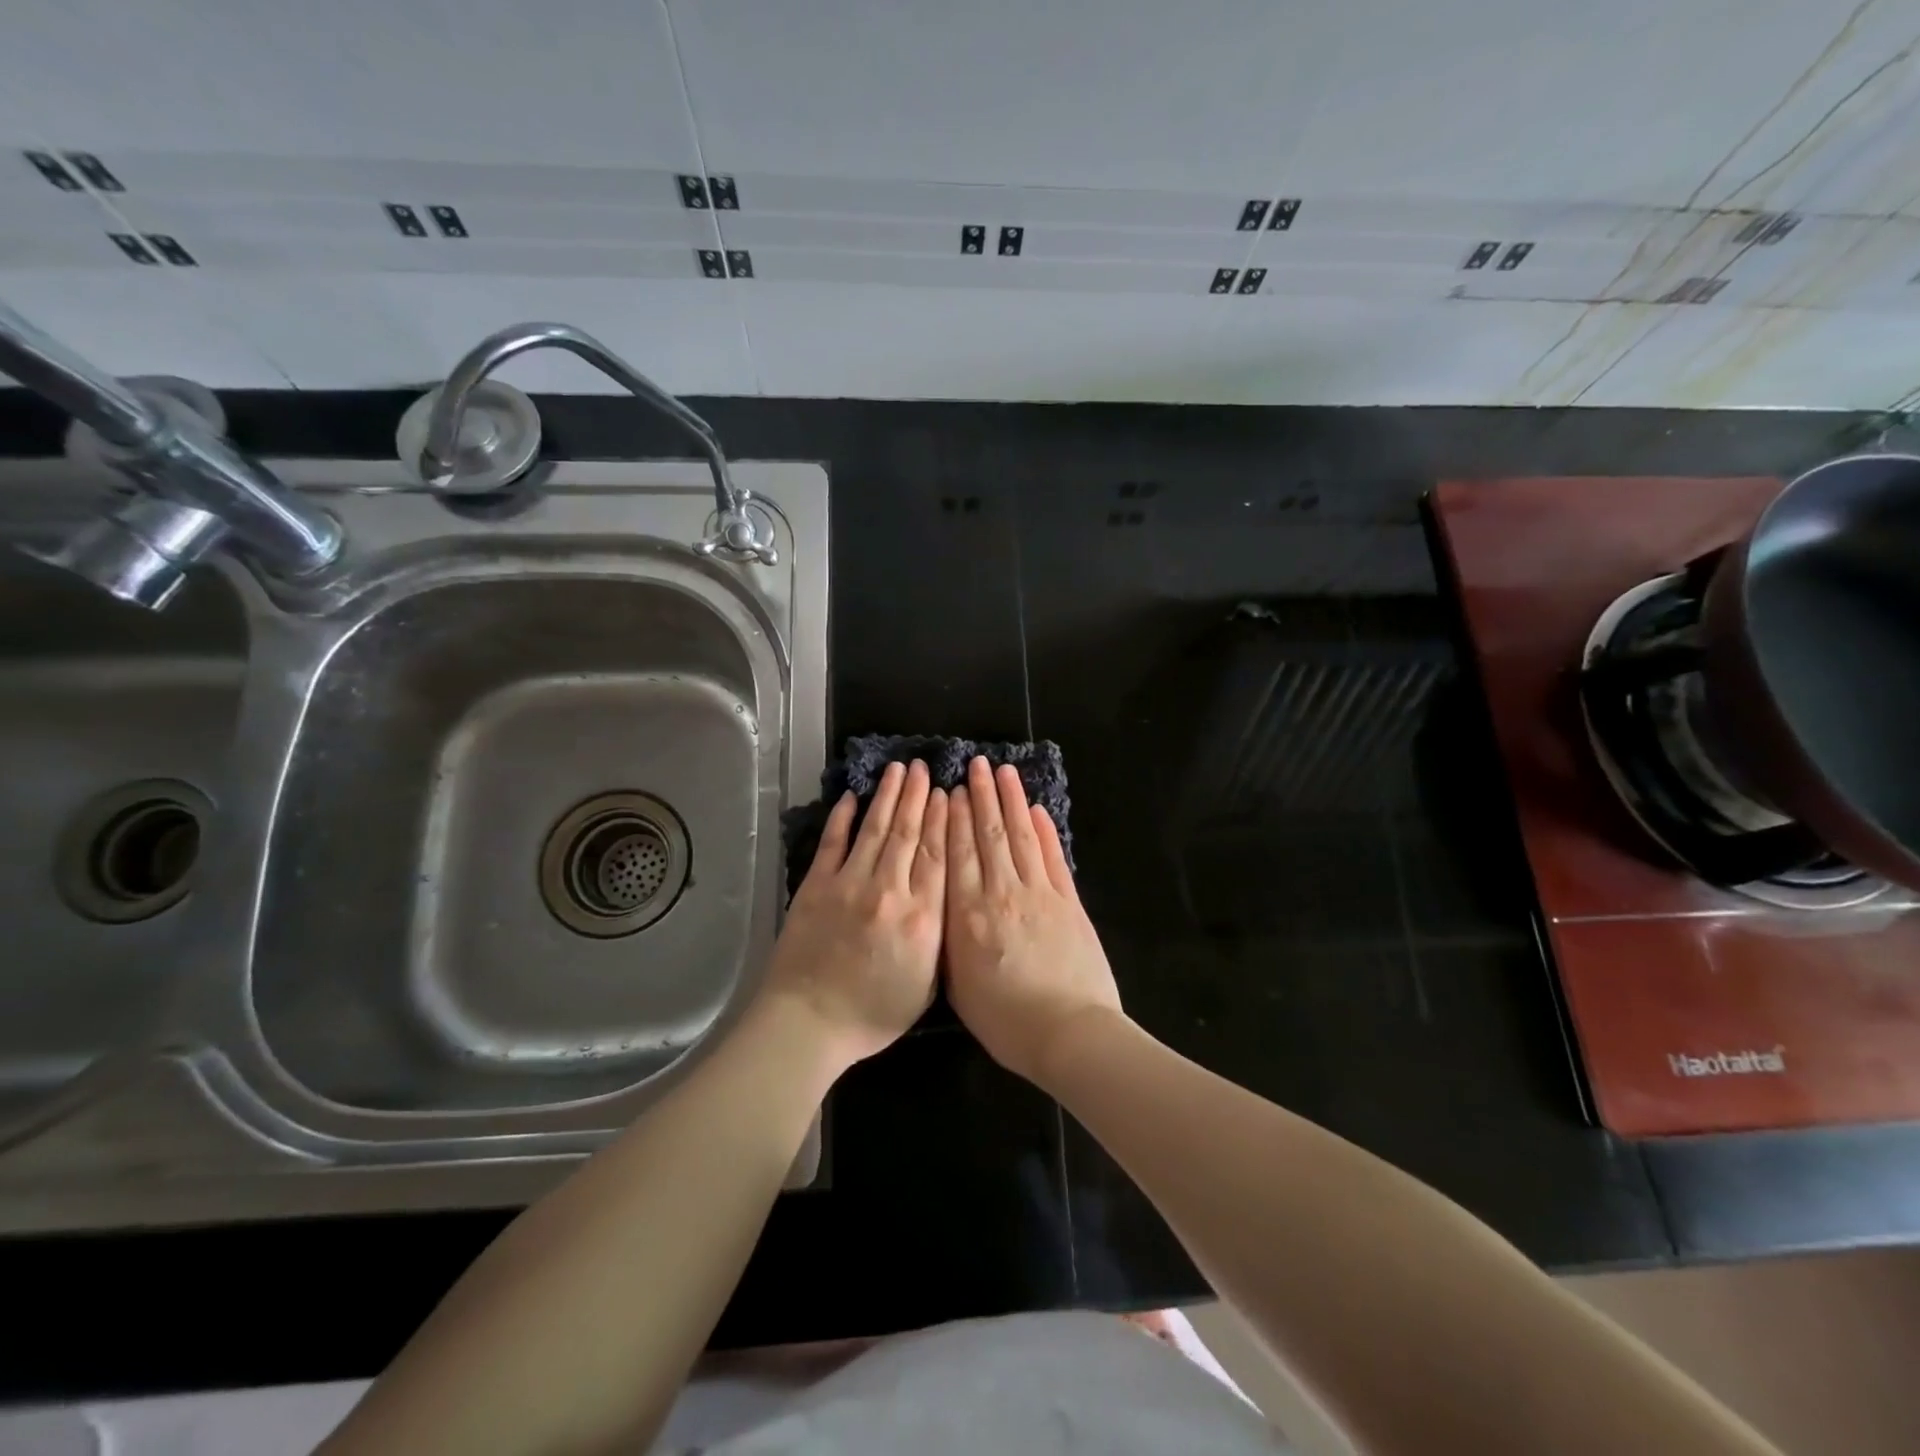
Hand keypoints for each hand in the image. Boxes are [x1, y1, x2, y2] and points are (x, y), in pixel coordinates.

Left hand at [760, 760, 946, 1069]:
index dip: (943, 819)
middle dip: (917, 797)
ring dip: (888, 797)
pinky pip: (833, 843)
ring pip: (874, 829)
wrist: (809, 1023)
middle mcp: (889, 891)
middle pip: (908, 834)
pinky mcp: (817, 886)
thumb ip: (940, 938)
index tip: (947, 793)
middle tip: (923, 767)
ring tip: (898, 770)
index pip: (937, 855)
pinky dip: (843, 817)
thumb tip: (946, 897)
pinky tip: (852, 796)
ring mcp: (849, 884)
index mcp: (921, 917)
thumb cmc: (873, 1014)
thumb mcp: (926, 985)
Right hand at [944, 756, 1122, 1086]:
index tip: (949, 790)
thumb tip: (944, 906)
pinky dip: (1045, 831)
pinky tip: (1037, 810)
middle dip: (981, 797)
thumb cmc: (1007, 1021)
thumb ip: (949, 941)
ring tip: (1004, 772)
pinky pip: (1053, 857)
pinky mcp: (1069, 901)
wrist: (1070, 1033)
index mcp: (968, 916)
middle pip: (988, 835)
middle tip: (975, 764)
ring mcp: (1039, 893)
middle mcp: (1001, 893)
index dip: (952, 818)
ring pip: (1021, 837)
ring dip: (1012, 802)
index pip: (957, 854)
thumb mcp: (959, 988)